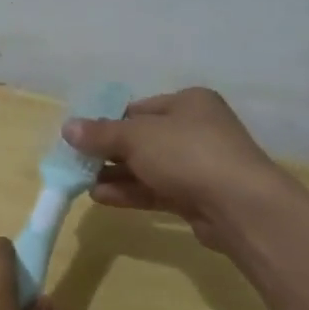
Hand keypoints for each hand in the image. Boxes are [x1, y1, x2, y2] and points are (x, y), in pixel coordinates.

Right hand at [62, 87, 289, 250]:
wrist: (241, 206)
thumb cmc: (187, 153)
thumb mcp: (136, 137)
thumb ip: (100, 134)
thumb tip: (67, 127)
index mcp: (189, 102)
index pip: (139, 108)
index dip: (108, 121)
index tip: (81, 137)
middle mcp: (197, 129)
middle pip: (143, 138)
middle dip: (110, 152)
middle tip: (77, 162)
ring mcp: (200, 165)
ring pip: (149, 167)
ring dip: (117, 175)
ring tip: (82, 183)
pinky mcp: (199, 197)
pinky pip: (158, 190)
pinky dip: (131, 192)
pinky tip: (102, 198)